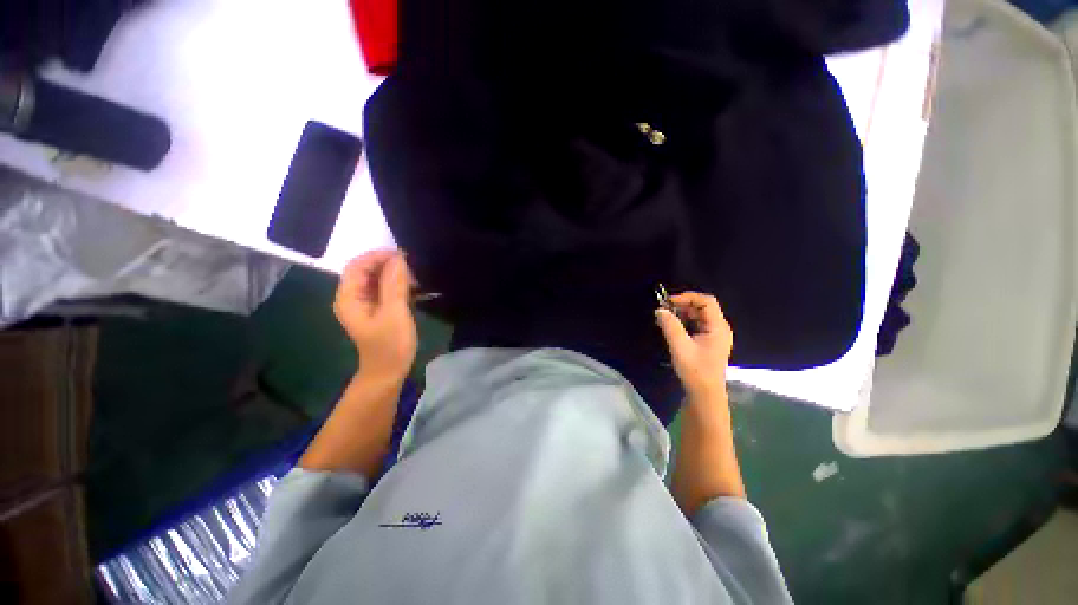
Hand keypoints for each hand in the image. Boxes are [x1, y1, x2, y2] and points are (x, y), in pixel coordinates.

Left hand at [334, 250, 417, 382]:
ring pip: (377, 279)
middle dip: (388, 264)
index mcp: (349, 297)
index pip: (357, 266)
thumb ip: (394, 284)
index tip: (403, 256)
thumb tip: (398, 258)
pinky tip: (414, 287)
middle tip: (412, 266)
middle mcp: (353, 297)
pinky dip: (398, 284)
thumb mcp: (394, 312)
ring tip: (415, 277)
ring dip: (395, 274)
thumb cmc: (390, 345)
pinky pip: (385, 289)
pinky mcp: (377, 309)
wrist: (388, 372)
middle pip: (366, 270)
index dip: (377, 256)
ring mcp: (365, 304)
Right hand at [655, 291, 733, 399]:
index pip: (706, 301)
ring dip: (682, 314)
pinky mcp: (708, 342)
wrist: (705, 395)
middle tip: (664, 310)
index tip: (669, 302)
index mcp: (718, 327)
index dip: (688, 297)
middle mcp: (719, 328)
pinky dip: (684, 323)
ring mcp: (715, 336)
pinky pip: (696, 325)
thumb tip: (659, 310)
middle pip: (703, 307)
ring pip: (699, 316)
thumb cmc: (695, 371)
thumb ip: (670, 326)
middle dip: (683, 305)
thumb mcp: (680, 347)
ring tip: (665, 319)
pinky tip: (671, 328)